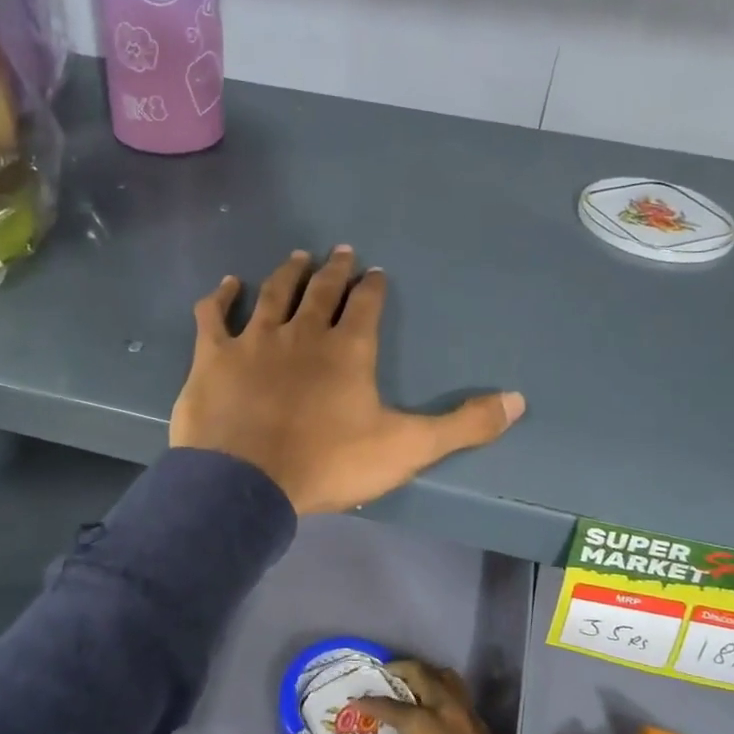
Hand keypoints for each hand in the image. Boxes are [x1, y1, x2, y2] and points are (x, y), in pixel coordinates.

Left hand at [170, 247, 524, 514]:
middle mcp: (303, 332)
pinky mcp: (214, 355)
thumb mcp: (407, 448)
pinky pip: (214, 315)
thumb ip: (463, 425)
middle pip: (322, 289)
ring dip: (287, 273)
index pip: (366, 305)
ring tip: (297, 256)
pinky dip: (220, 297)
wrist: (246, 483)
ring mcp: (255, 340)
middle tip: (341, 251)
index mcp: (349, 349)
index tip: (376, 272)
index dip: (373, 286)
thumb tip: (519, 400)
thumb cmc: (328, 464)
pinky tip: (227, 284)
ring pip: (273, 293)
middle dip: (334, 269)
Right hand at [345, 660, 548, 733]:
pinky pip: (458, 692)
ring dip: (425, 674)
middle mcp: (443, 709)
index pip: (389, 706)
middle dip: (399, 670)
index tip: (354, 699)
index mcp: (423, 725)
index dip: (369, 701)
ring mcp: (466, 712)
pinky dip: (442, 688)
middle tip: (384, 676)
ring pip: (444, 676)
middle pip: (419, 673)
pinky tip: (435, 708)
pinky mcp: (481, 722)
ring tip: (410, 684)